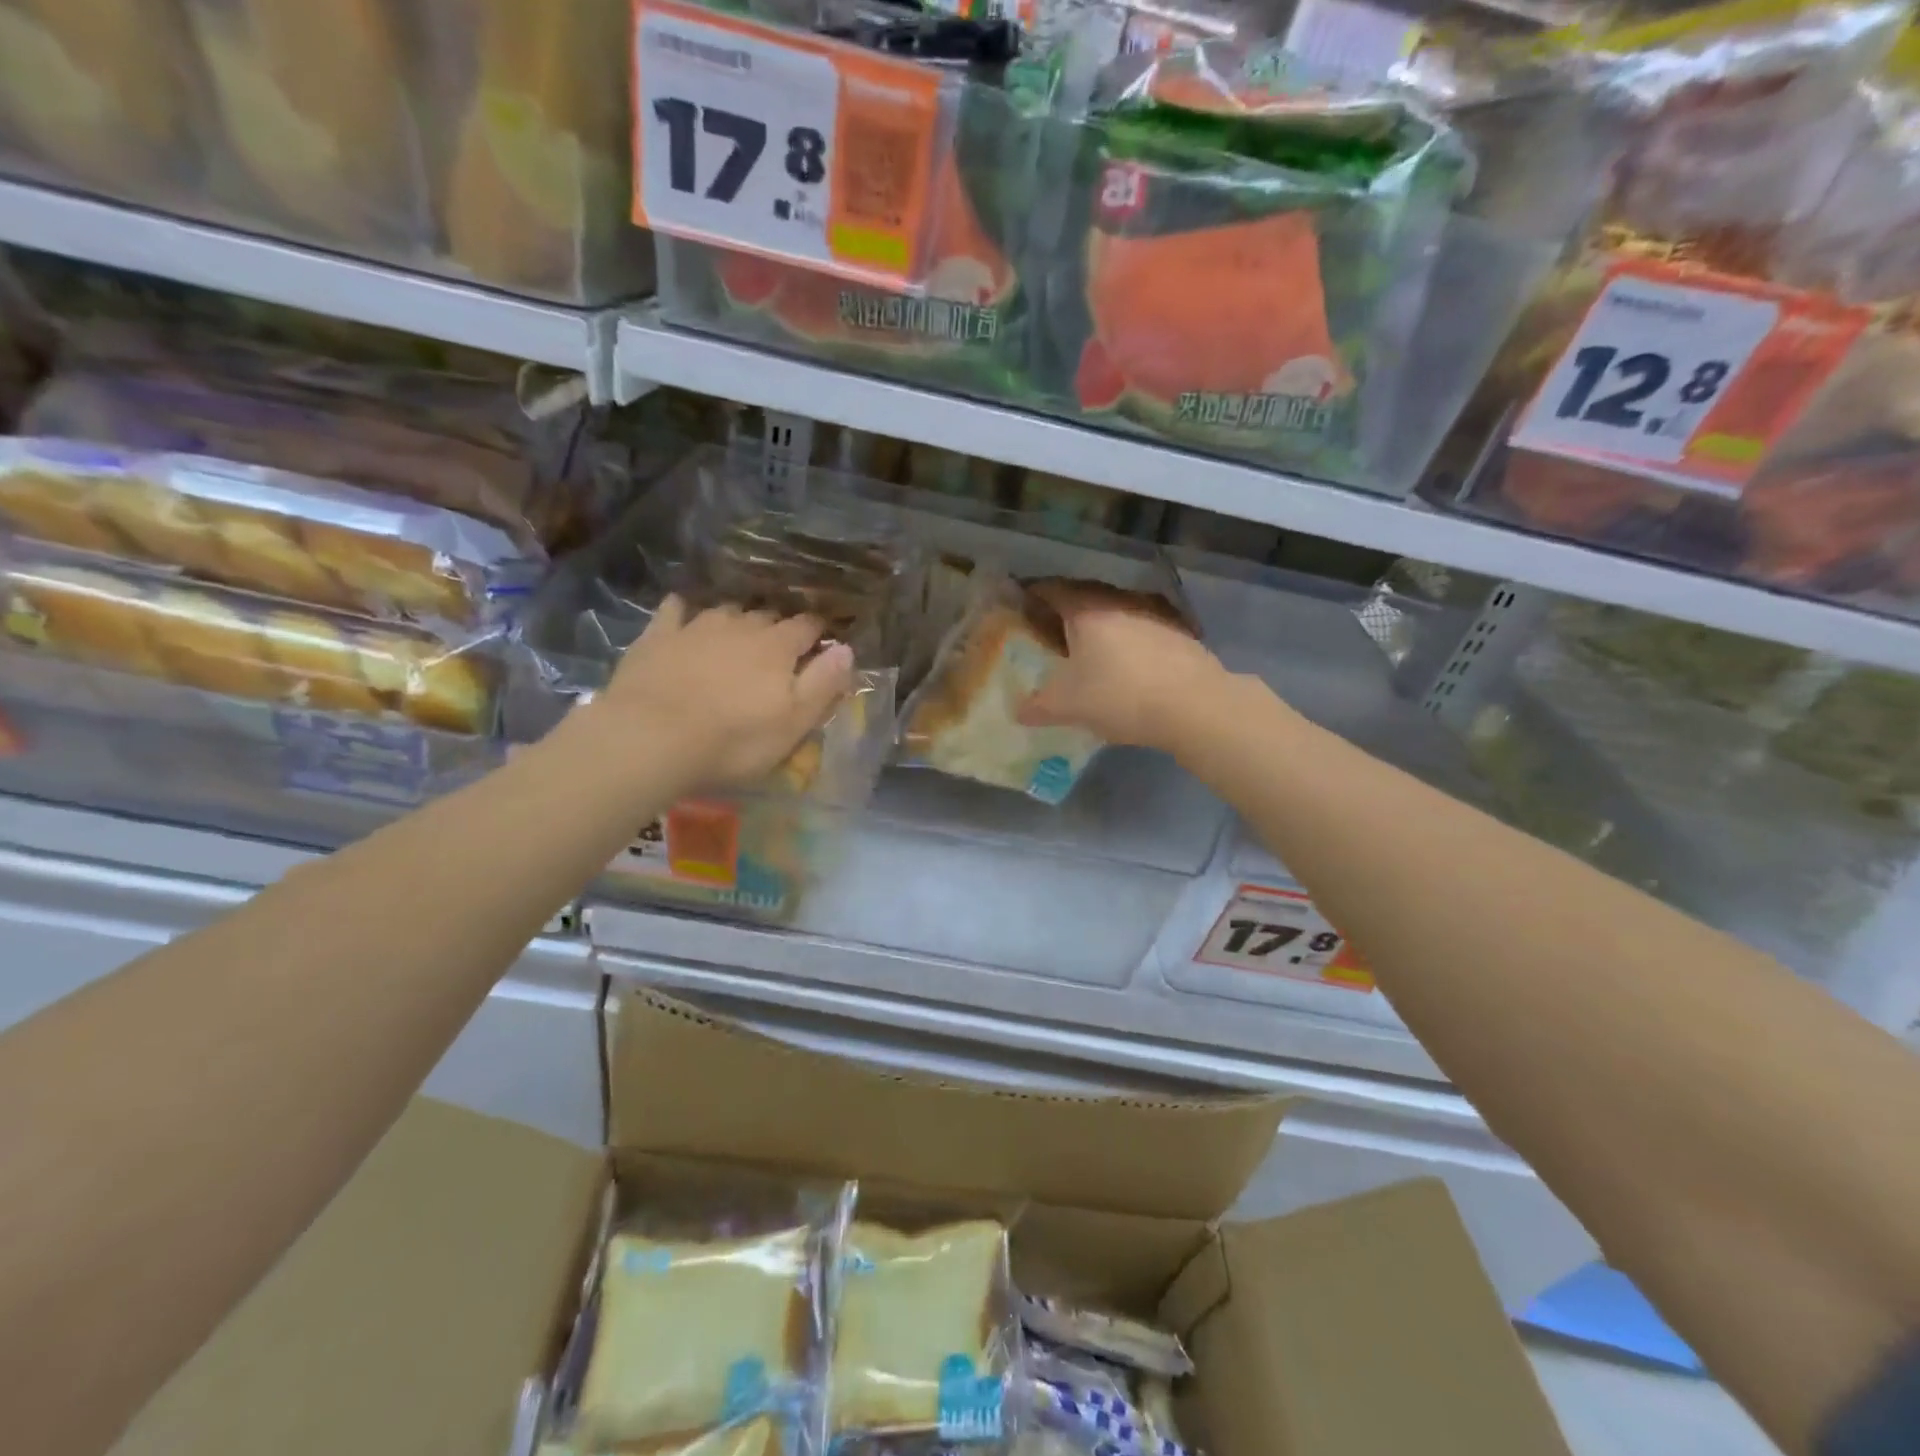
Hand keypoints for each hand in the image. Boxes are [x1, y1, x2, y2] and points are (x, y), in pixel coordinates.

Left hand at [583, 595, 853, 793]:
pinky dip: (685, 611)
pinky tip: (684, 615)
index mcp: (778, 647)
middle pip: (768, 616)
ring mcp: (697, 626)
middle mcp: (742, 626)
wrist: (651, 738)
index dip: (819, 631)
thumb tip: (847, 648)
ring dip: (738, 619)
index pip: (808, 626)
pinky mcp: (658, 635)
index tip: (823, 639)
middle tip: (779, 648)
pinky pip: (675, 610)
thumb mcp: (794, 723)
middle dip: (778, 627)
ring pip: (727, 610)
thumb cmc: (734, 740)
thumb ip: (823, 684)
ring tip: (738, 635)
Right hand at [1016, 581, 1229, 752]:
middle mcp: (1119, 605)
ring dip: (1103, 627)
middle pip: (1087, 599)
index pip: (1054, 591)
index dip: (1036, 593)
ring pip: (1118, 614)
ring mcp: (1154, 618)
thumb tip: (1018, 711)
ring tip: (1091, 649)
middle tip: (1053, 628)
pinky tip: (1128, 666)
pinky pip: (1142, 632)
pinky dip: (1129, 642)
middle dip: (1068, 611)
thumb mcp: (1068, 707)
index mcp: (1087, 613)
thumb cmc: (1119, 697)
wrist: (1194, 705)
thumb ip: (1039, 706)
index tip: (1023, 600)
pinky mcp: (1179, 636)